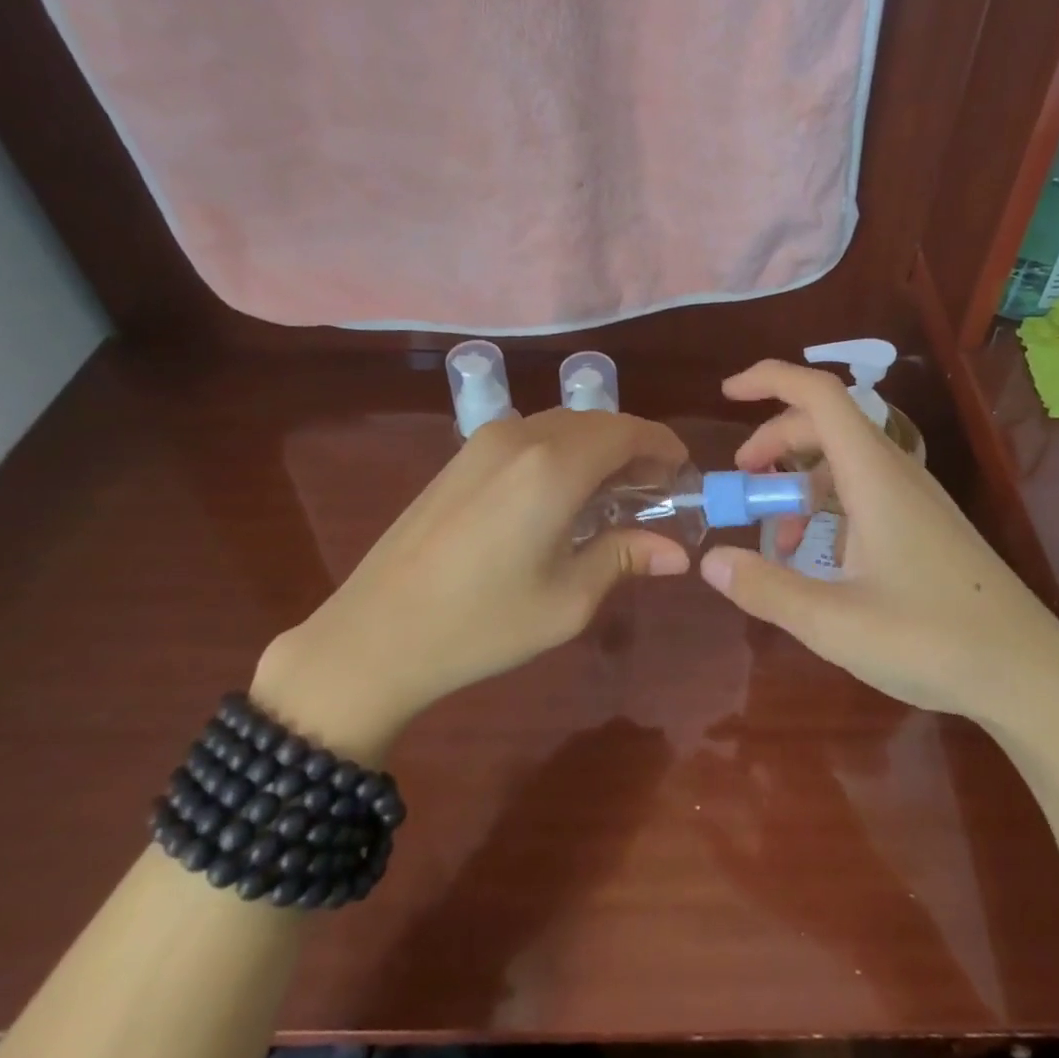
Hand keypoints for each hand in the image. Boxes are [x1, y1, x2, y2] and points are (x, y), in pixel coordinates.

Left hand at [252, 408, 690, 757]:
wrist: (375, 634)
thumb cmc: (482, 623)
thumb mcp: (568, 600)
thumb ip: (625, 558)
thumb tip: (677, 553)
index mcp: (554, 466)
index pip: (628, 432)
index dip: (663, 447)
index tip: (683, 475)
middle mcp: (521, 437)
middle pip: (597, 423)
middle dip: (634, 449)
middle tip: (655, 493)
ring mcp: (484, 443)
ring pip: (563, 426)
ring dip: (598, 449)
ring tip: (614, 496)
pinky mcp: (461, 458)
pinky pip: (530, 437)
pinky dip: (562, 453)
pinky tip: (562, 496)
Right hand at [698, 362, 1058, 749]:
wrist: (1028, 674)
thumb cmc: (932, 641)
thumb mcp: (834, 622)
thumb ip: (767, 588)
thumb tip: (710, 560)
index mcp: (874, 476)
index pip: (820, 395)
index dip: (770, 379)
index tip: (727, 394)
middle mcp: (896, 473)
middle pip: (826, 424)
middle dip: (774, 440)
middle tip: (741, 482)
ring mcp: (915, 499)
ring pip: (845, 460)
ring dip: (801, 480)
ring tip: (778, 536)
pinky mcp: (924, 525)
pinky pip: (864, 491)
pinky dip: (828, 506)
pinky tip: (819, 557)